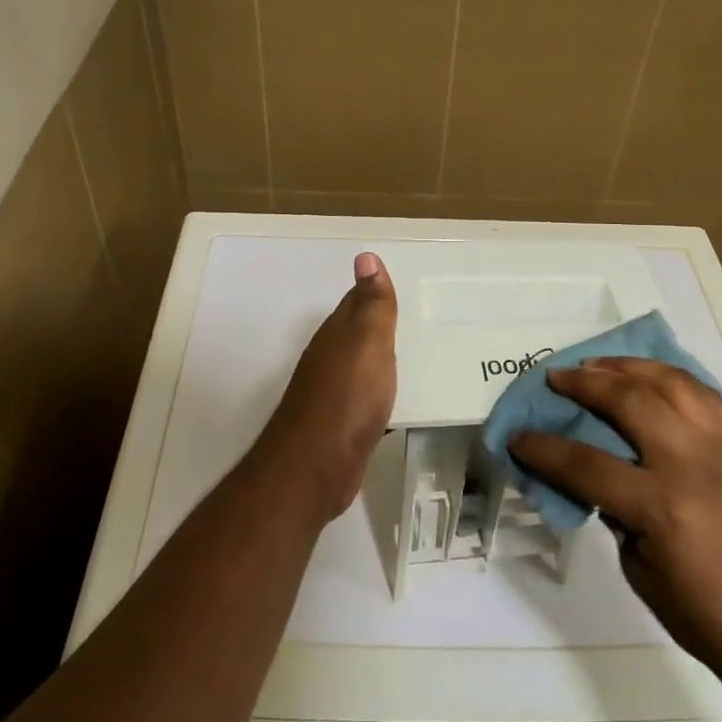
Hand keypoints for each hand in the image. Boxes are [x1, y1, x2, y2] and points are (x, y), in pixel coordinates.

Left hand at [253, 252, 397, 520]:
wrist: (318, 465)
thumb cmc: (348, 396)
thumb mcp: (368, 341)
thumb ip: (372, 303)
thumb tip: (365, 256)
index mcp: (336, 335)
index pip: (355, 303)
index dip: (372, 291)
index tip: (390, 283)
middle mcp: (328, 359)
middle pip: (353, 334)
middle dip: (373, 324)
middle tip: (403, 316)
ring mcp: (330, 394)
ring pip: (356, 366)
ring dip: (375, 358)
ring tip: (402, 354)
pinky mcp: (338, 425)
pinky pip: (361, 398)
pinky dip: (375, 392)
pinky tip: (387, 401)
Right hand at [509, 358, 721, 695]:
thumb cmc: (706, 618)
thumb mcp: (640, 572)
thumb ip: (615, 516)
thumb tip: (598, 480)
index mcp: (661, 506)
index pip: (586, 463)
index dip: (544, 448)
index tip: (518, 437)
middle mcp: (692, 464)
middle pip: (630, 400)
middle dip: (585, 383)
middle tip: (557, 377)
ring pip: (673, 383)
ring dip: (630, 367)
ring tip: (600, 365)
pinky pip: (706, 397)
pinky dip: (672, 380)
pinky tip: (652, 380)